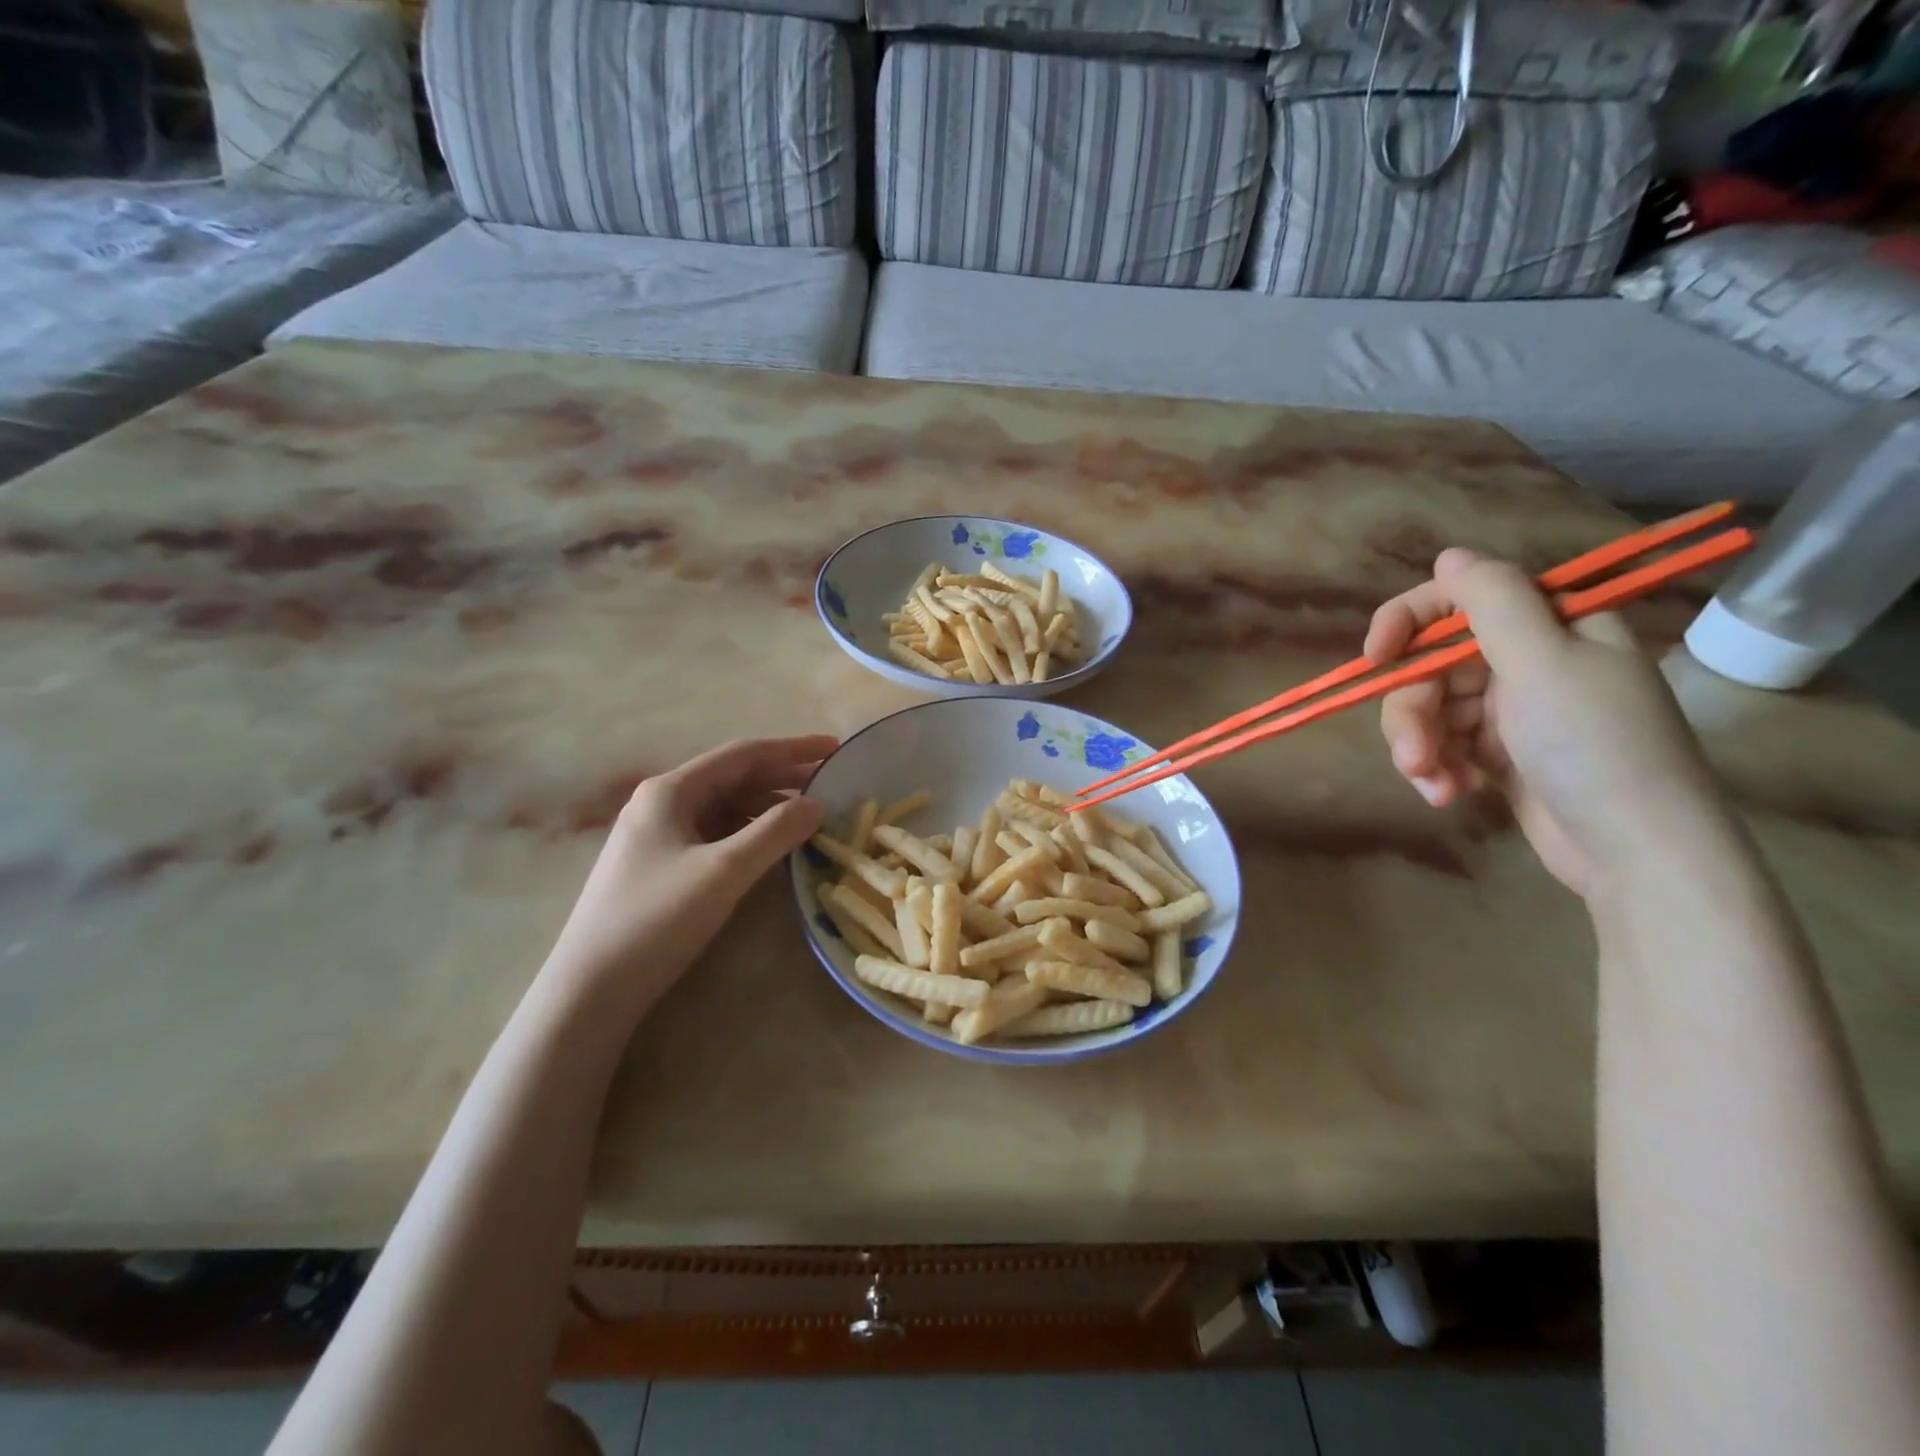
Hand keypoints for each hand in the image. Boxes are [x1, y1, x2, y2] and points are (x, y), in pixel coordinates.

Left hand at [538, 736, 835, 1014]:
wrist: (590, 989)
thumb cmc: (657, 919)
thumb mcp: (724, 871)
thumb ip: (775, 832)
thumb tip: (818, 803)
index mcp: (671, 790)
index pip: (743, 754)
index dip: (792, 749)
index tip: (835, 748)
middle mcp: (662, 803)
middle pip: (734, 778)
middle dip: (783, 778)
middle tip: (831, 786)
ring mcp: (658, 836)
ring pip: (725, 809)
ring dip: (768, 809)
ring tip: (809, 820)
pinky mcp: (661, 866)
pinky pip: (716, 836)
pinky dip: (749, 835)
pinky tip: (773, 850)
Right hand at [1365, 549, 1725, 897]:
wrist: (1637, 852)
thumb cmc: (1594, 746)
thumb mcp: (1543, 663)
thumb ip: (1492, 602)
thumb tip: (1449, 555)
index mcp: (1550, 625)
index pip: (1459, 600)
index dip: (1407, 622)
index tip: (1375, 658)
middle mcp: (1529, 659)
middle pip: (1433, 665)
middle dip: (1413, 711)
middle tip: (1413, 754)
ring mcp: (1513, 709)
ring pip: (1430, 709)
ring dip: (1420, 747)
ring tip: (1435, 786)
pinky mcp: (1499, 753)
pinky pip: (1443, 744)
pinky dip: (1438, 769)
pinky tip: (1449, 796)